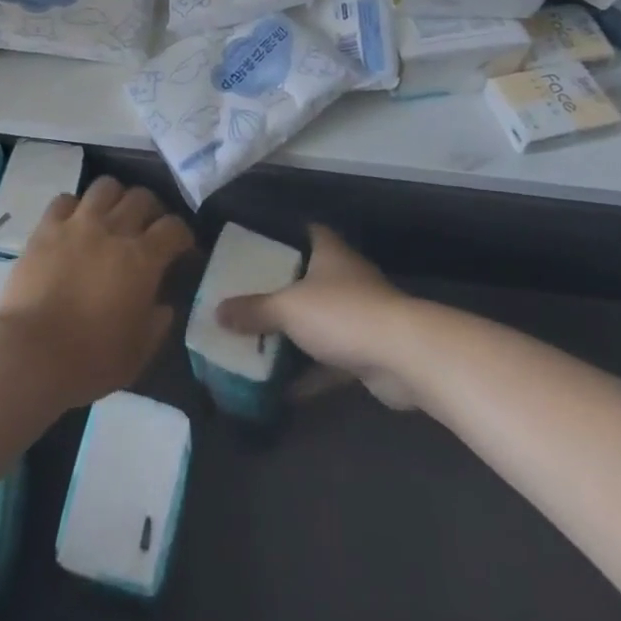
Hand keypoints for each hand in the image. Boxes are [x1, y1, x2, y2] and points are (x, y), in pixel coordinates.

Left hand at [0, 176, 196, 410]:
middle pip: (142, 197)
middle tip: (148, 228)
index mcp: (143, 259)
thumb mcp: (139, 352)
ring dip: (115, 197)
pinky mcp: (46, 227)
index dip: (183, 235)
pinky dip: (75, 206)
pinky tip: (75, 222)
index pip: (174, 227)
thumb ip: (157, 323)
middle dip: (152, 209)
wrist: (32, 352)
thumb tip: (164, 305)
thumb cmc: (91, 358)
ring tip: (112, 215)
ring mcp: (77, 223)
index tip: (182, 248)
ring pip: (105, 186)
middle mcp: (114, 230)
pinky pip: (65, 199)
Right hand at [217, 226, 419, 408]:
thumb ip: (253, 310)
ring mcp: (361, 316)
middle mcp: (347, 278)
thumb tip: (216, 312)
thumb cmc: (342, 314)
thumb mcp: (287, 308)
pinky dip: (310, 373)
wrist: (404, 357)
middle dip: (283, 290)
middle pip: (310, 278)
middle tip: (249, 298)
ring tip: (259, 342)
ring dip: (296, 335)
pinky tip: (282, 389)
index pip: (308, 232)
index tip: (260, 246)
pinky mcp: (368, 353)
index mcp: (330, 254)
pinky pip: (331, 360)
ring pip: (321, 321)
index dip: (286, 235)